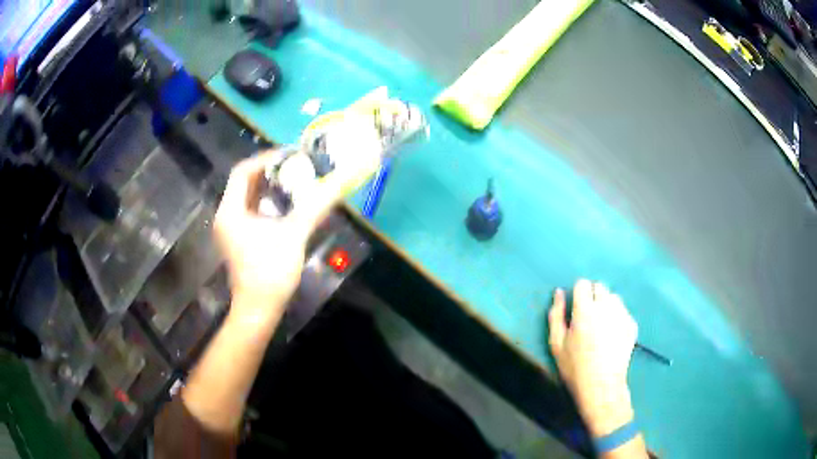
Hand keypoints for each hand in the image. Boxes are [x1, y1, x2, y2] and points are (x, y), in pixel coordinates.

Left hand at [214, 152, 342, 324]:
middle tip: (296, 166)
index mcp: (231, 210)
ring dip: (270, 188)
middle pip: (245, 183)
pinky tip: (287, 205)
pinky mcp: (239, 240)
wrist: (258, 309)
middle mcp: (226, 215)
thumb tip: (340, 182)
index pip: (242, 171)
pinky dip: (267, 204)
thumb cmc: (270, 271)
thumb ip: (315, 206)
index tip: (290, 155)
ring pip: (248, 198)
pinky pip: (251, 212)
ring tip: (295, 181)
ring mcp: (231, 229)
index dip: (265, 159)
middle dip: (270, 172)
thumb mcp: (294, 235)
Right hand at [548, 279, 637, 436]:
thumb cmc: (575, 367)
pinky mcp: (632, 324)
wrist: (601, 386)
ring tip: (601, 326)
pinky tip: (612, 335)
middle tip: (588, 318)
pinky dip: (617, 317)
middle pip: (600, 287)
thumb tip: (559, 292)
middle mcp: (605, 307)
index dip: (578, 294)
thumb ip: (556, 315)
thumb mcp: (557, 343)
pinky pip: (623, 311)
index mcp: (585, 310)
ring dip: (606, 305)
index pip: (583, 284)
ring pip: (613, 298)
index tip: (576, 308)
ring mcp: (622, 315)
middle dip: (593, 297)